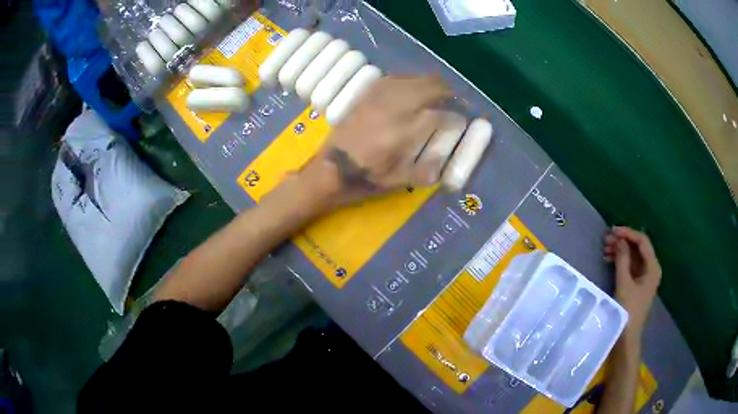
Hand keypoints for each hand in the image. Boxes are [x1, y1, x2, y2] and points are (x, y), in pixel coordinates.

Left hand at [299, 75, 451, 207]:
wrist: (328, 169)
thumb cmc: (363, 179)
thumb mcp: (397, 182)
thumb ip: (425, 170)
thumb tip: (447, 160)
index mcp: (402, 133)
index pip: (440, 116)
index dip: (456, 117)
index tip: (462, 121)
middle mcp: (393, 109)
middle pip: (429, 87)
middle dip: (448, 92)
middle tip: (455, 101)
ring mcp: (377, 98)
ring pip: (412, 78)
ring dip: (430, 83)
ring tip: (438, 92)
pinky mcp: (365, 95)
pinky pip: (392, 78)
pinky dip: (408, 79)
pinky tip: (412, 86)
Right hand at [604, 227, 661, 338]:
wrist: (627, 337)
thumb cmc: (628, 310)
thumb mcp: (624, 284)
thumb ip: (622, 260)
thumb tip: (619, 240)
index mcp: (652, 267)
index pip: (642, 241)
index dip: (628, 233)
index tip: (612, 231)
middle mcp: (651, 269)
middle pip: (638, 248)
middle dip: (623, 242)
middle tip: (606, 240)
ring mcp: (644, 277)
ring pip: (633, 257)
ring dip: (620, 251)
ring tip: (605, 250)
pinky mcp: (637, 284)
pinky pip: (630, 266)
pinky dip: (620, 261)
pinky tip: (609, 261)